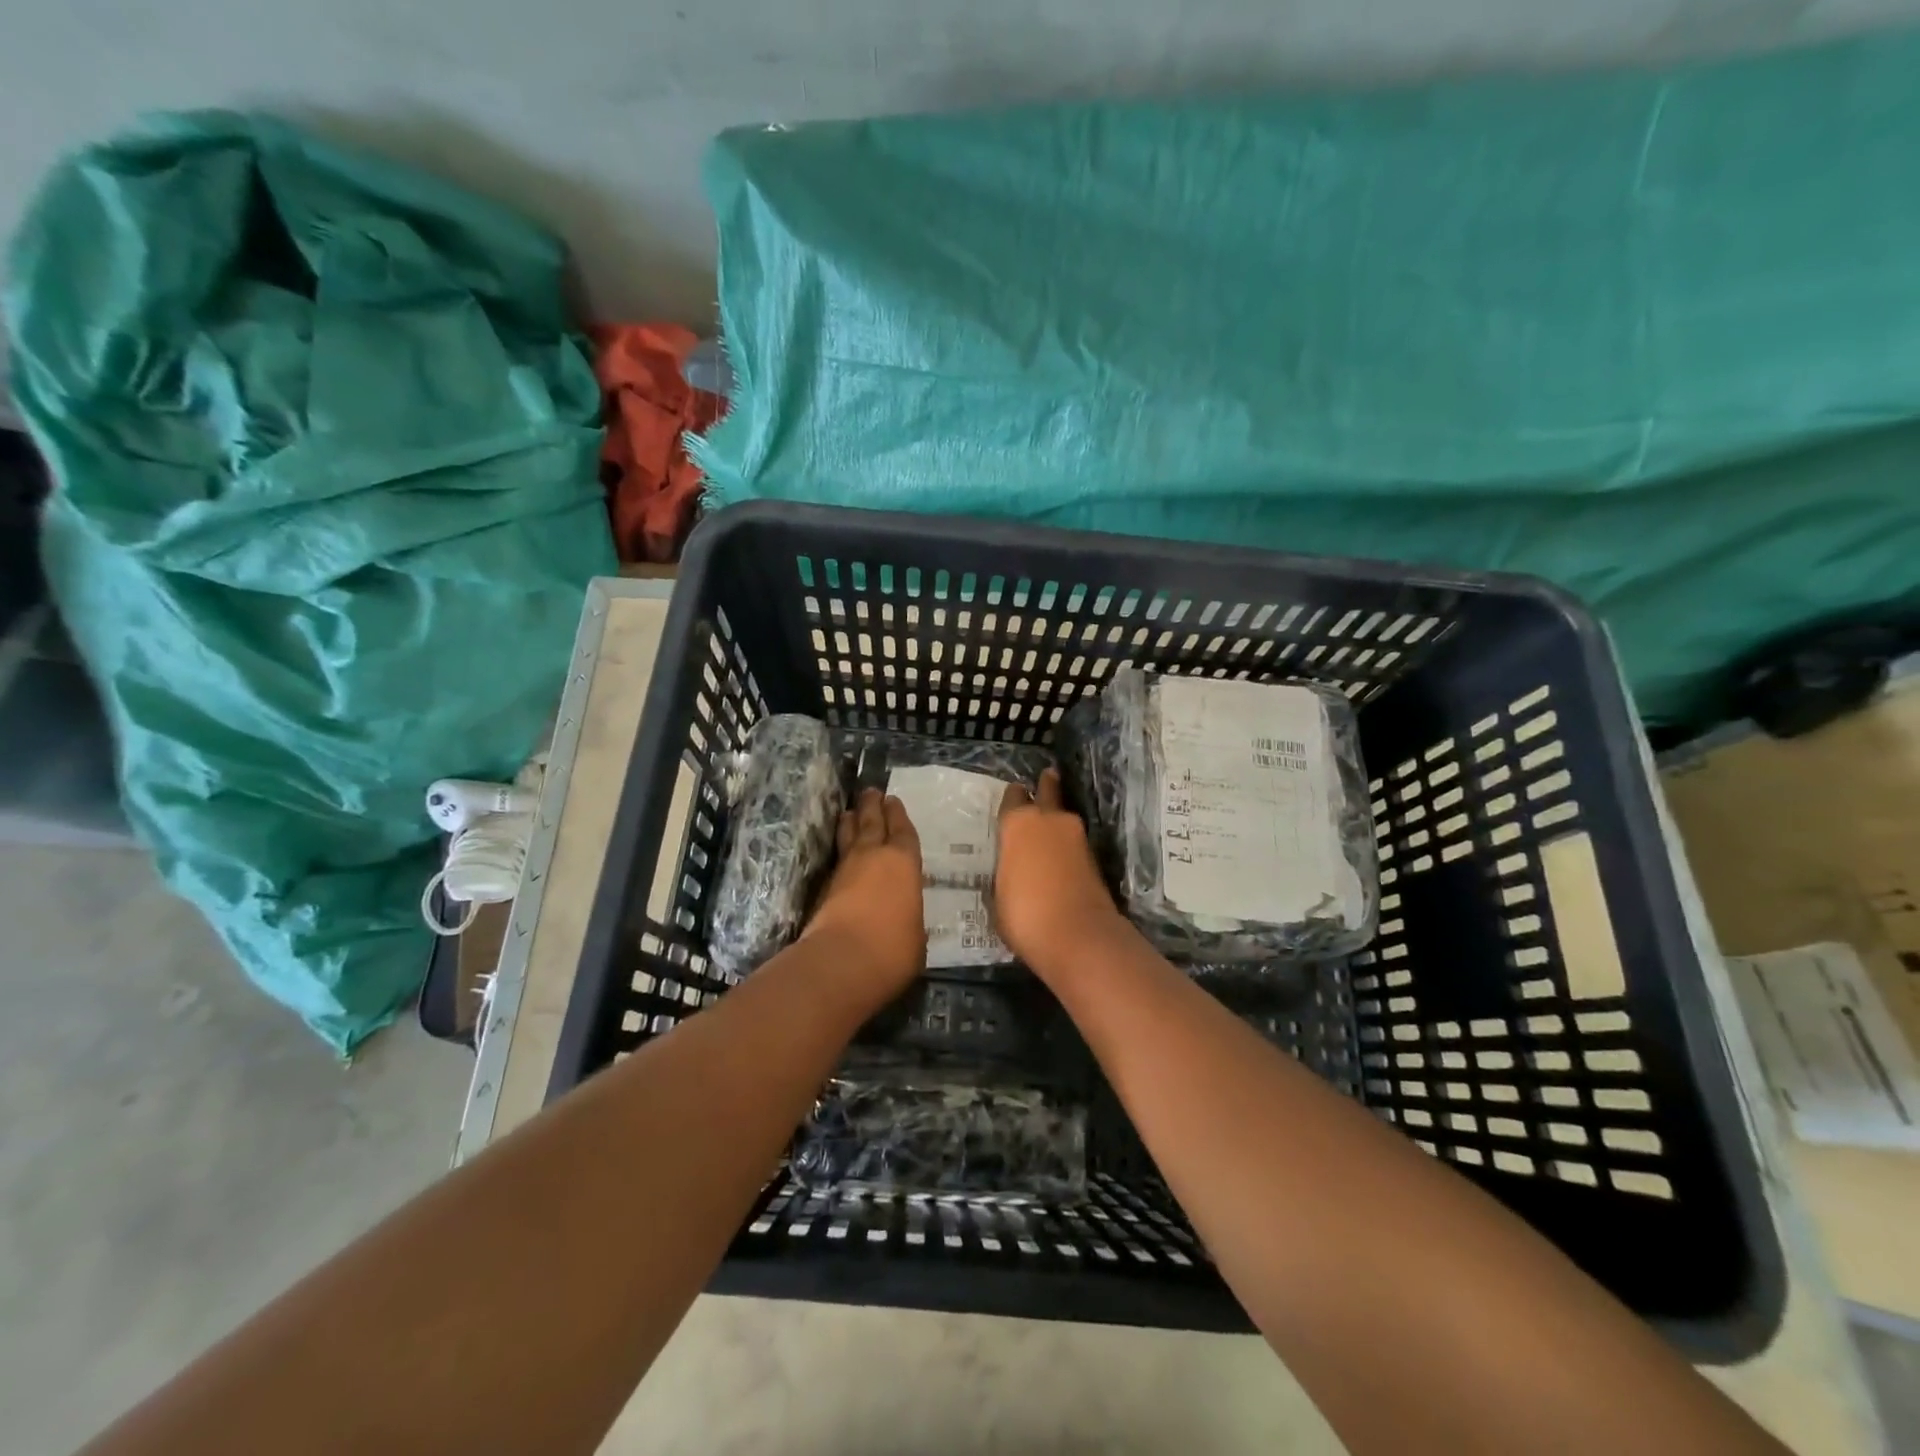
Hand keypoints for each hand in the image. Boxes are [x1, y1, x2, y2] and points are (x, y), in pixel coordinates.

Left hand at [804, 788, 925, 993]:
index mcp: (904, 863)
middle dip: (872, 805)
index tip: (893, 800)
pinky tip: (839, 850)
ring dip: (850, 821)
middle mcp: (874, 856)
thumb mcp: (917, 935)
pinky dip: (839, 849)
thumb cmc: (893, 948)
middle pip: (872, 822)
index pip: (903, 831)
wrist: (842, 960)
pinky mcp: (823, 888)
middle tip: (871, 791)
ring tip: (849, 810)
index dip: (898, 815)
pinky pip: (836, 858)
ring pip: (848, 835)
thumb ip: (911, 918)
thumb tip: (905, 921)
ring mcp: (845, 870)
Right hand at [994, 768, 1124, 976]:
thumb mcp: (998, 897)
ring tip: (1049, 829)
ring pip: (1064, 818)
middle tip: (1046, 778)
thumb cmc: (1024, 915)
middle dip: (1046, 786)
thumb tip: (1012, 870)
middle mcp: (1049, 820)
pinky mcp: (1095, 858)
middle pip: (1048, 790)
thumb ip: (1005, 873)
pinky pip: (1075, 844)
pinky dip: (1068, 847)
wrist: (1079, 937)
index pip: (1013, 797)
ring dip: (1058, 822)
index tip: (1012, 798)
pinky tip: (1060, 859)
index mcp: (1018, 824)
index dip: (1013, 799)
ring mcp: (1077, 837)